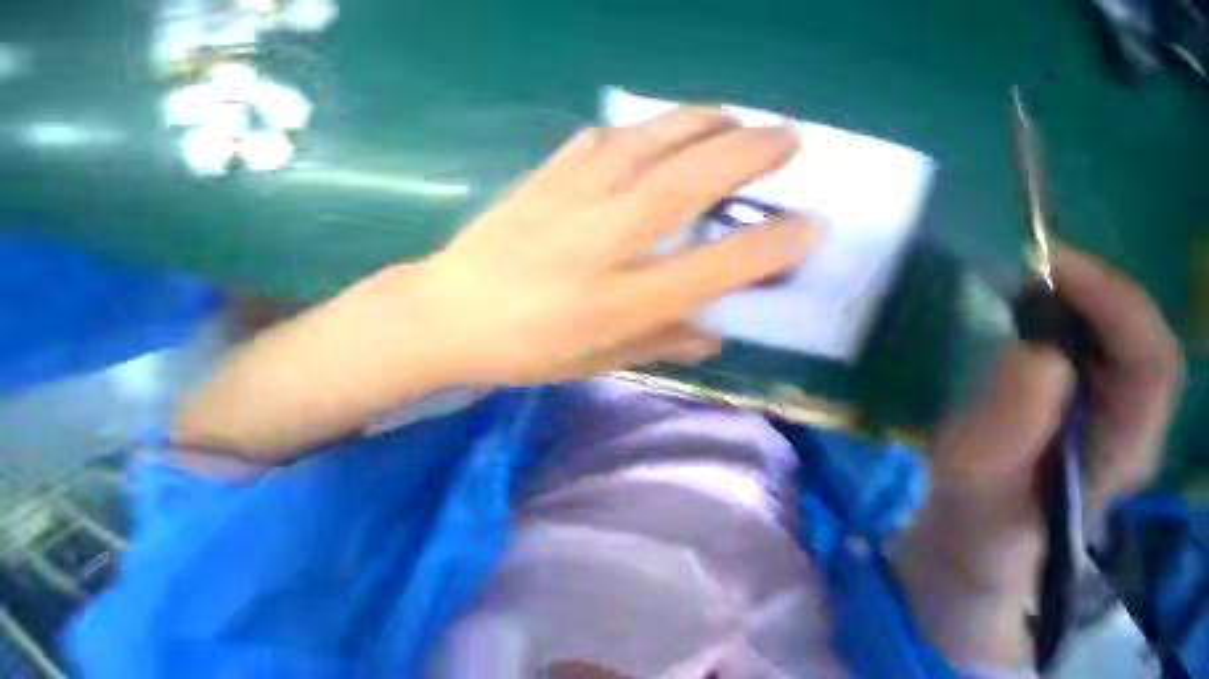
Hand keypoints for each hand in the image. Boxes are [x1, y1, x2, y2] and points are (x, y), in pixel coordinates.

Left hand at [405, 108, 818, 385]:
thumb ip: (658, 344)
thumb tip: (712, 335)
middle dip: (747, 153)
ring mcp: (568, 202)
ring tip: (733, 117)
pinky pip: (599, 142)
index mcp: (617, 301)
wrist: (448, 318)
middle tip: (788, 137)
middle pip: (686, 182)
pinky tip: (650, 136)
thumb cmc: (525, 352)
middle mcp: (601, 243)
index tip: (809, 227)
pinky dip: (636, 133)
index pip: (711, 268)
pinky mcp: (541, 181)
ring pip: (649, 144)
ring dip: (700, 123)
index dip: (768, 248)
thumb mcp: (596, 363)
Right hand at [893, 246, 1184, 666]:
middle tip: (1030, 267)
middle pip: (1140, 340)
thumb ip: (1006, 432)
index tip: (1051, 267)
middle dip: (1096, 292)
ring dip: (1078, 299)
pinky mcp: (1071, 404)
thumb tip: (1034, 351)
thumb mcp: (977, 487)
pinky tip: (1021, 311)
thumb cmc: (974, 520)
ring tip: (1023, 282)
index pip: (1151, 364)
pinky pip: (1082, 346)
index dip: (1116, 305)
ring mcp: (1102, 412)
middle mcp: (1127, 423)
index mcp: (1119, 452)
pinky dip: (1058, 315)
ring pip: (1115, 339)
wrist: (973, 541)